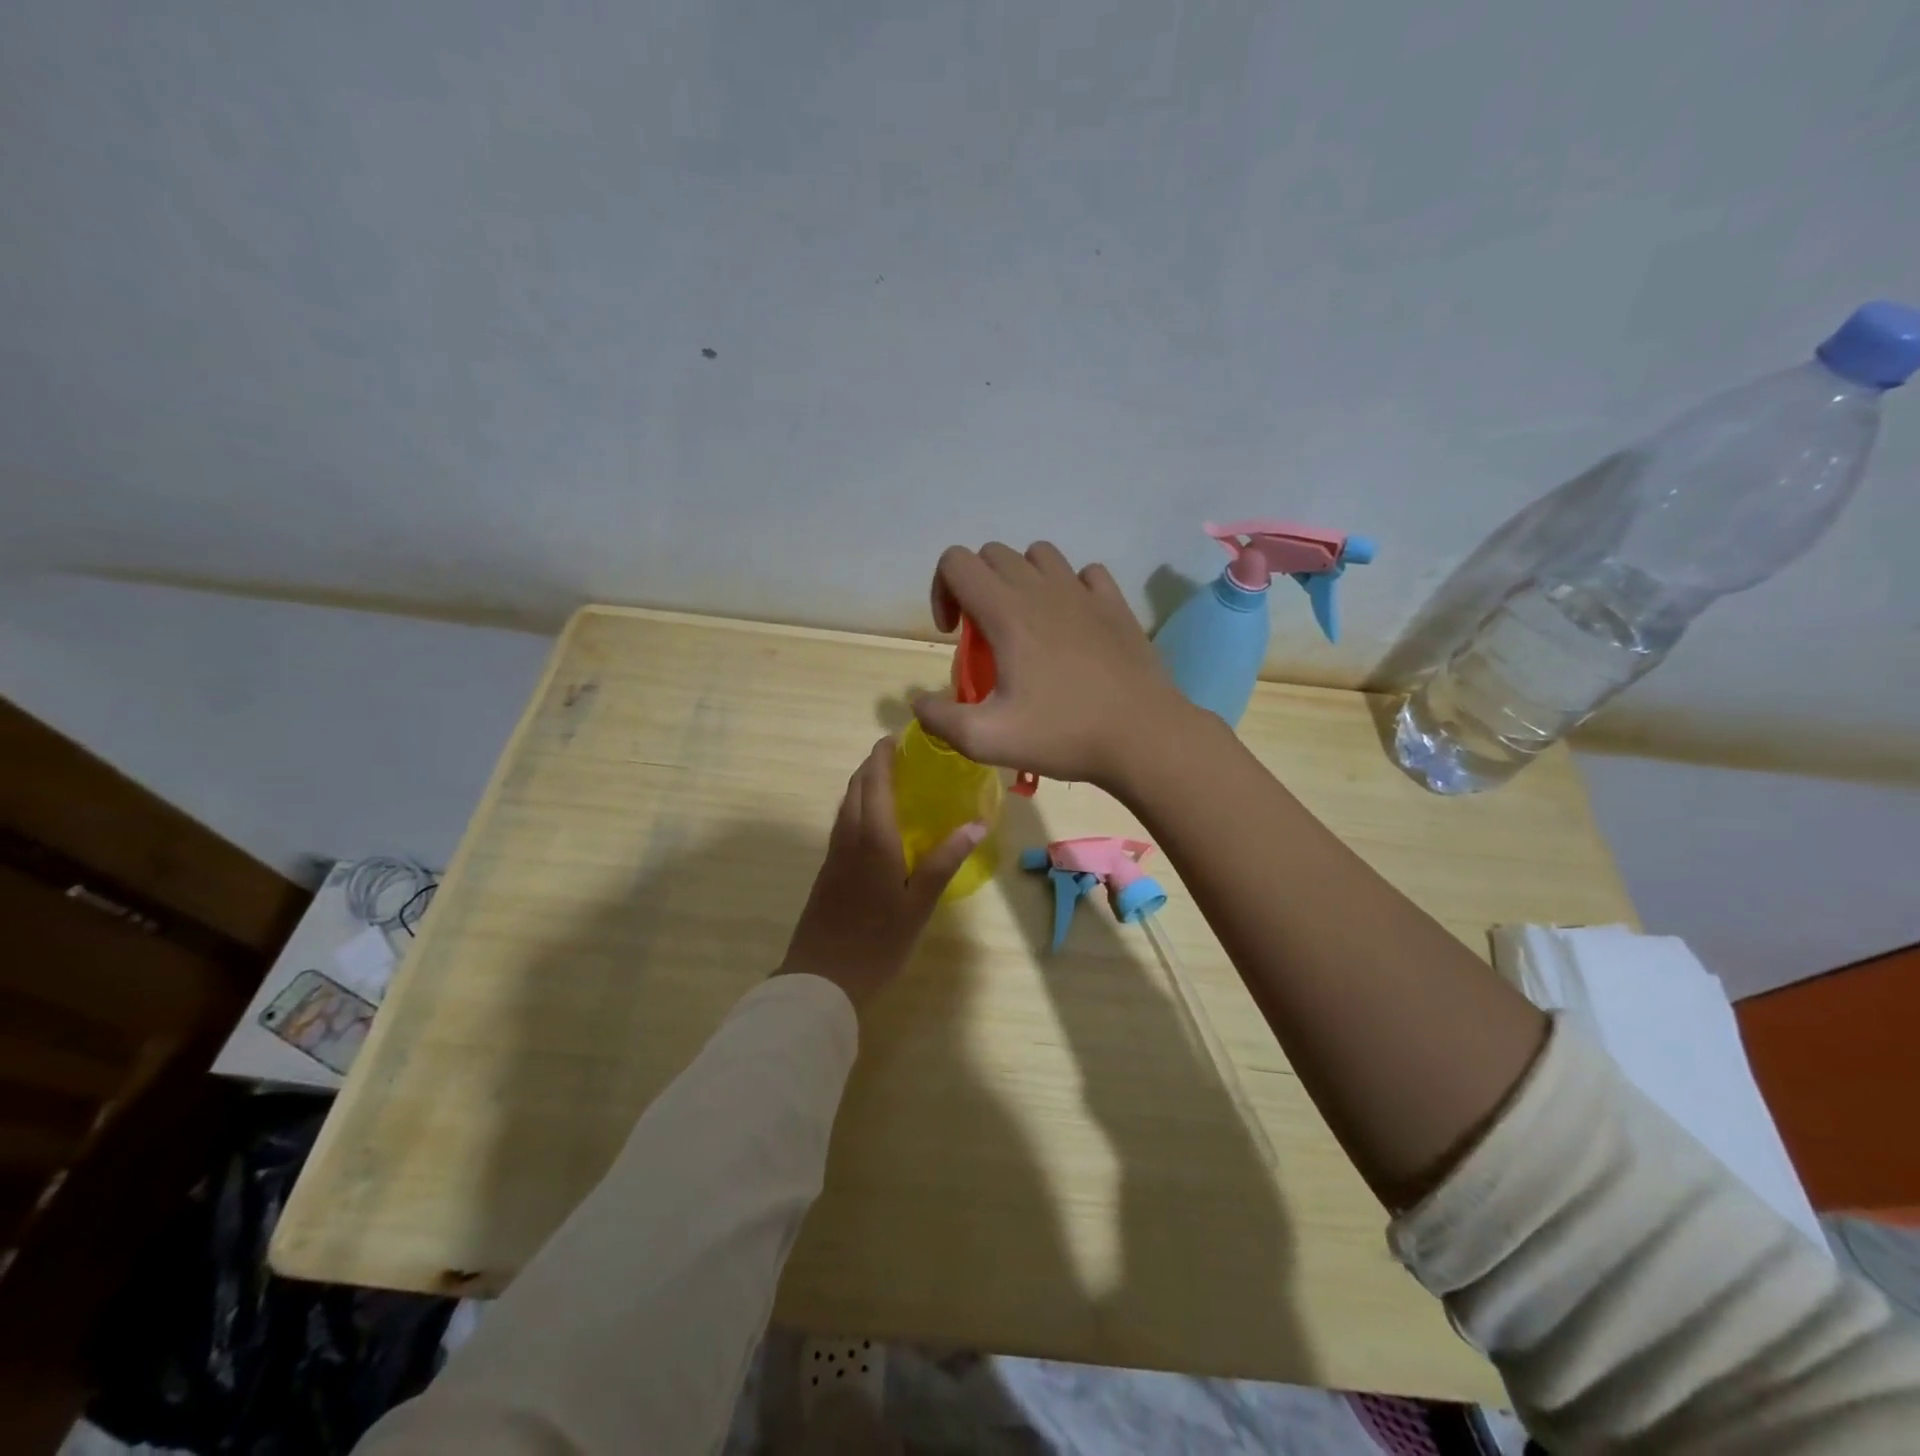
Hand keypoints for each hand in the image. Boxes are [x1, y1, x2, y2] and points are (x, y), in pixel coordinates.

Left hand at [775, 738, 984, 1010]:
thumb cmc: (877, 942)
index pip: (874, 782)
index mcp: (872, 838)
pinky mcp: (828, 871)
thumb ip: (944, 861)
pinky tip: (875, 823)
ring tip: (889, 781)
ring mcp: (834, 854)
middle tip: (899, 756)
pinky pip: (843, 823)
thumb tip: (977, 823)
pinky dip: (858, 807)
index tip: (897, 737)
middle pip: (855, 787)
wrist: (821, 979)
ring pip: (846, 805)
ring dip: (863, 784)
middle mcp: (848, 837)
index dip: (883, 756)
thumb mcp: (918, 904)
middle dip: (873, 765)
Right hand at [913, 541, 1196, 789]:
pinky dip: (1068, 588)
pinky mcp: (1116, 604)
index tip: (954, 635)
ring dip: (1021, 579)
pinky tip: (1071, 624)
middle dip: (976, 586)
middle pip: (993, 554)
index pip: (956, 561)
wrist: (1143, 737)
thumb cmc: (1062, 735)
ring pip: (1039, 554)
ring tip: (1025, 624)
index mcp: (1007, 612)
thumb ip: (939, 718)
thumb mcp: (985, 739)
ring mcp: (1084, 592)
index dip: (942, 591)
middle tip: (985, 636)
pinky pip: (1084, 573)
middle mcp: (1043, 589)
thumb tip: (917, 701)